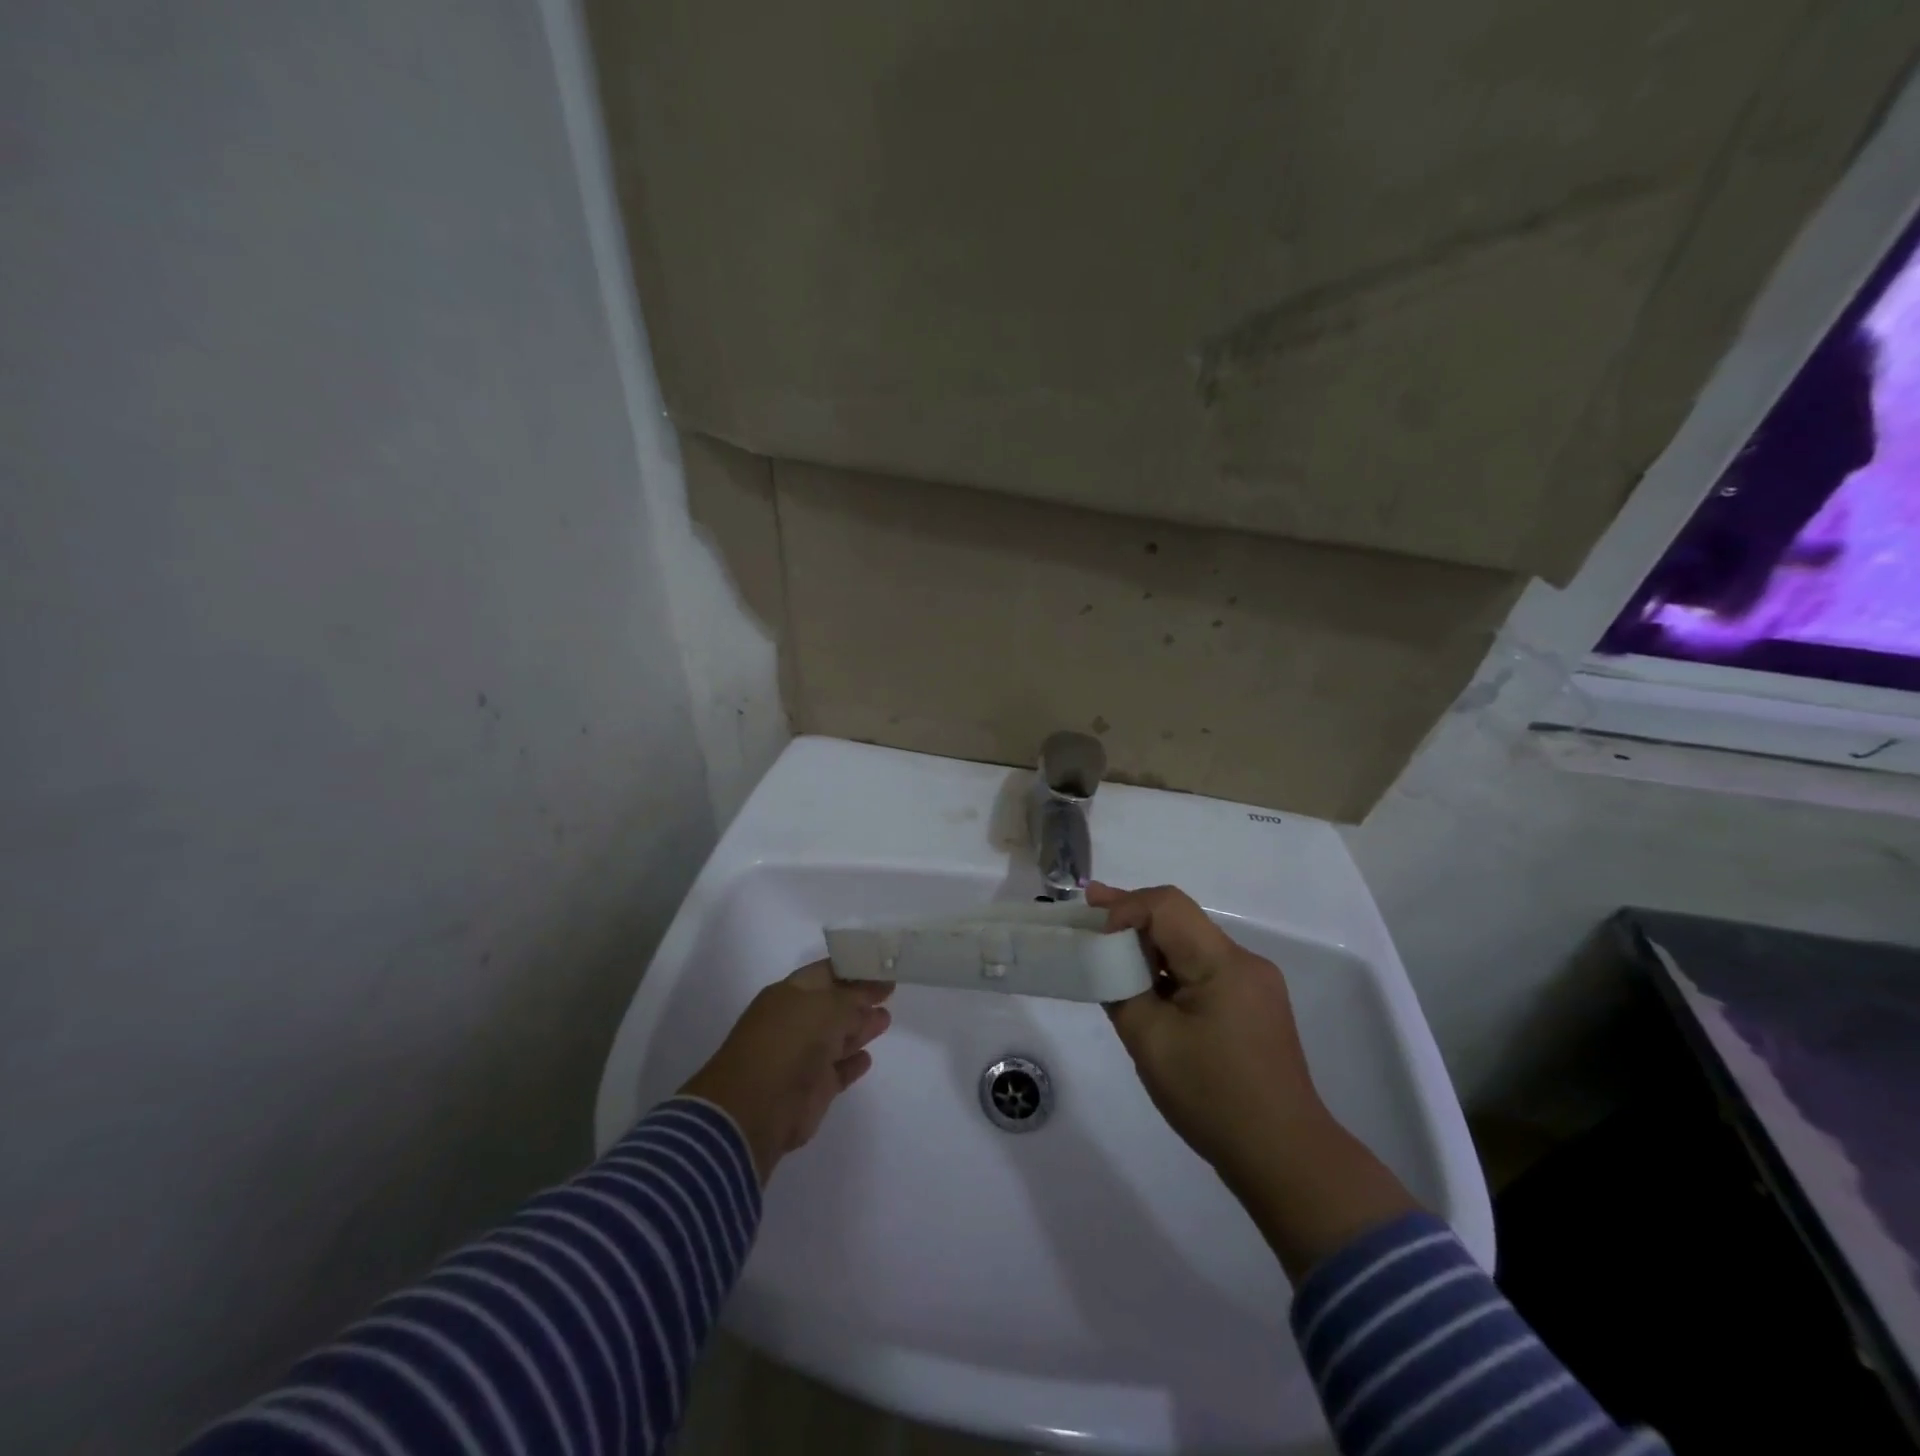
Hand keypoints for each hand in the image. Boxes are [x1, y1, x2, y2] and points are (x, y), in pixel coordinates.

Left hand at [681, 962, 892, 1184]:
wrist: (757, 1108)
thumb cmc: (789, 1043)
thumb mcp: (828, 1008)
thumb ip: (854, 1001)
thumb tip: (869, 1002)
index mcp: (790, 994)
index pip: (827, 972)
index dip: (854, 968)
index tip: (882, 965)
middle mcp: (796, 1021)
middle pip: (834, 1004)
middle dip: (860, 998)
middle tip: (890, 990)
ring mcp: (802, 1057)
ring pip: (837, 1037)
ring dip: (860, 1028)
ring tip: (886, 1018)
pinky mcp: (812, 1090)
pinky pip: (837, 1071)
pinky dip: (852, 1064)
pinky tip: (867, 1058)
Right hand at [1089, 882, 1417, 1278]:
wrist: (1283, 1158)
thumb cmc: (1212, 1097)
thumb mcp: (1150, 1041)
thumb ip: (1121, 987)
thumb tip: (1107, 960)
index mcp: (1224, 962)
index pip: (1166, 906)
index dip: (1124, 907)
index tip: (1093, 930)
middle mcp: (1244, 962)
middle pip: (1179, 920)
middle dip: (1131, 918)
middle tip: (1087, 917)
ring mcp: (1254, 985)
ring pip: (1190, 944)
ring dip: (1150, 946)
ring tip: (1107, 952)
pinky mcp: (1253, 1006)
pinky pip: (1203, 970)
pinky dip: (1170, 970)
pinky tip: (1145, 986)